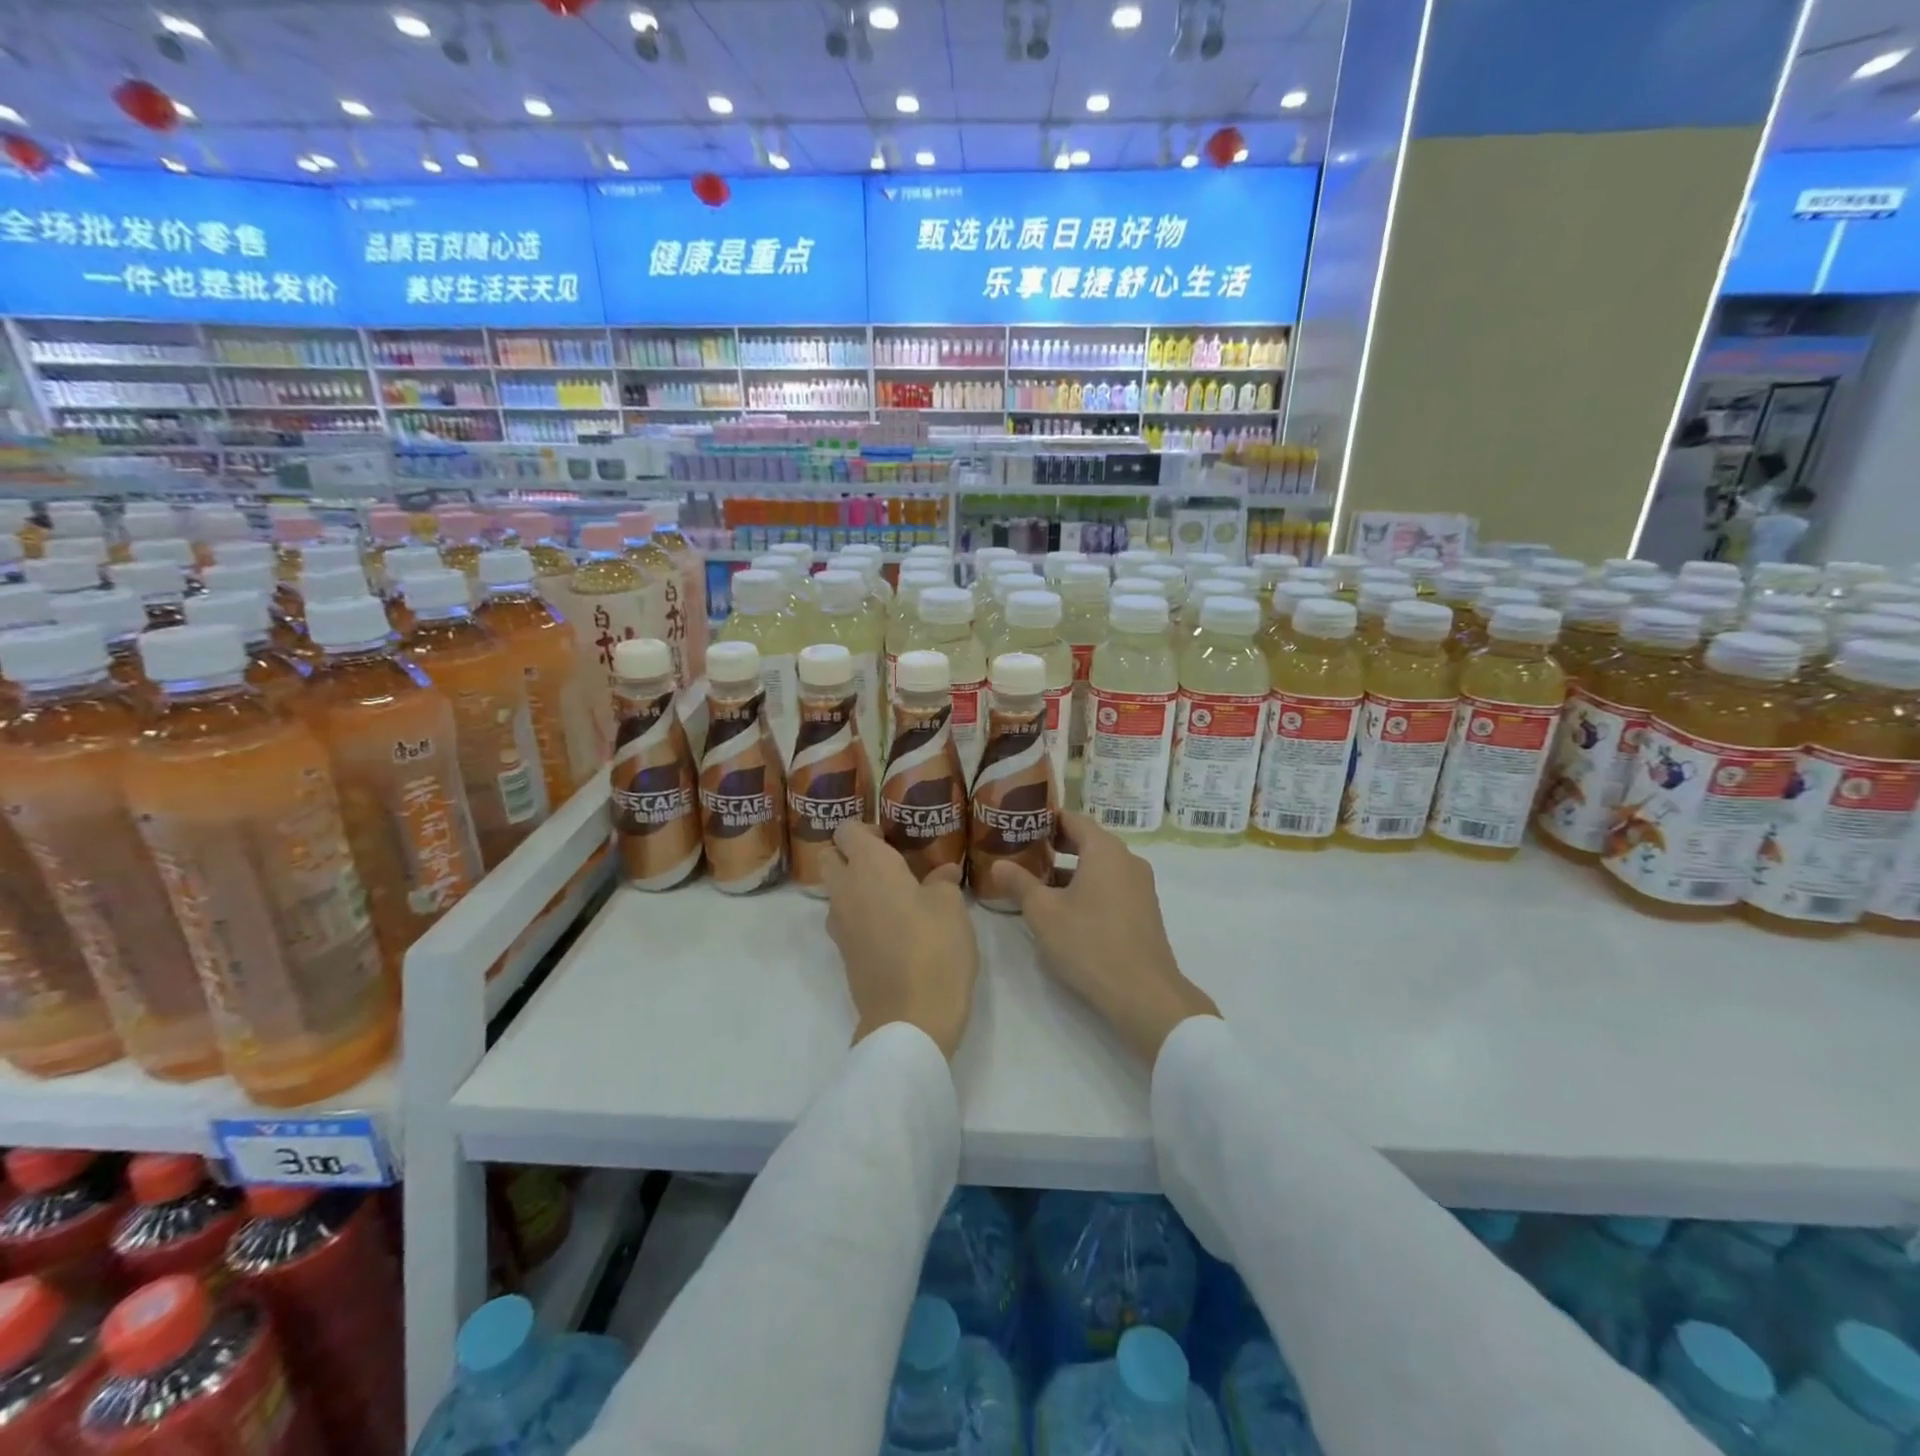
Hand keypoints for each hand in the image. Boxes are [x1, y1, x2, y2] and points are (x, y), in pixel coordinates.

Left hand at [821, 821, 978, 1060]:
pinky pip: (845, 920)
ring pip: (836, 891)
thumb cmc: (934, 948)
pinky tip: (894, 928)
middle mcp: (845, 890)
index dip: (866, 829)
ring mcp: (839, 925)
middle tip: (890, 864)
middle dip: (852, 855)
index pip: (847, 829)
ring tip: (895, 897)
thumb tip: (941, 873)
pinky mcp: (843, 954)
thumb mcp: (951, 907)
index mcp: (869, 866)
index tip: (892, 838)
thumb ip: (942, 882)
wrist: (910, 1018)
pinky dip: (861, 915)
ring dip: (856, 887)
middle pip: (831, 857)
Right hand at [991, 812, 1218, 1065]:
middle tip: (1023, 852)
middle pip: (1088, 841)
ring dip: (1070, 870)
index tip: (1020, 823)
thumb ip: (1019, 883)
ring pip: (1099, 866)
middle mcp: (1127, 860)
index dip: (1046, 819)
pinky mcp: (1144, 911)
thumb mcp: (1043, 912)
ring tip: (1038, 882)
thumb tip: (998, 864)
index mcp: (1105, 850)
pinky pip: (1111, 886)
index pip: (1073, 819)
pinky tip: (1065, 909)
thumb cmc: (1089, 943)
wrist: (1143, 993)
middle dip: (1055, 845)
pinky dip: (1088, 887)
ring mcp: (1140, 886)